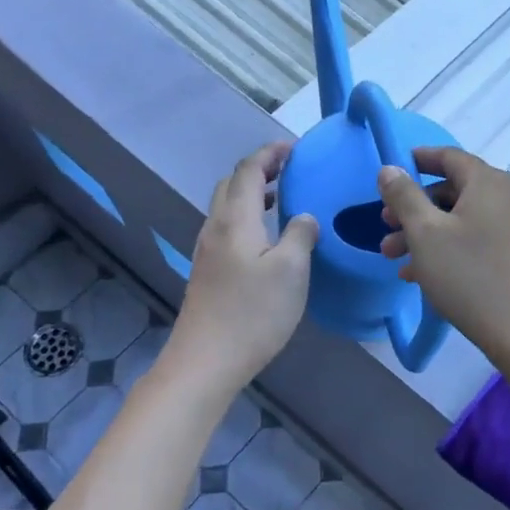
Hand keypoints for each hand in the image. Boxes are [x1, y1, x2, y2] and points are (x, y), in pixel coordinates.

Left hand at [168, 142, 319, 388]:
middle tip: (290, 170)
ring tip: (281, 199)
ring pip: (227, 207)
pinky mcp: (208, 272)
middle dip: (259, 170)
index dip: (270, 153)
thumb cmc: (253, 312)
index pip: (249, 170)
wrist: (206, 361)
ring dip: (252, 194)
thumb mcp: (291, 270)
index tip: (295, 148)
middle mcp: (216, 228)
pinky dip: (247, 216)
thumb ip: (301, 234)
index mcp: (235, 219)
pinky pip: (227, 228)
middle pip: (232, 184)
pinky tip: (266, 238)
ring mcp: (207, 251)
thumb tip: (303, 217)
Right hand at [376, 148, 509, 361]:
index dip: (417, 160)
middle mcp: (506, 197)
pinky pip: (476, 240)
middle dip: (413, 208)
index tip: (390, 173)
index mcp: (487, 182)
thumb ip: (404, 196)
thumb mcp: (426, 233)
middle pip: (453, 190)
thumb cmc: (470, 274)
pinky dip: (448, 249)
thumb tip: (390, 168)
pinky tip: (420, 277)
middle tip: (384, 227)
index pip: (448, 156)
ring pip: (461, 219)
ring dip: (425, 234)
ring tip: (393, 259)